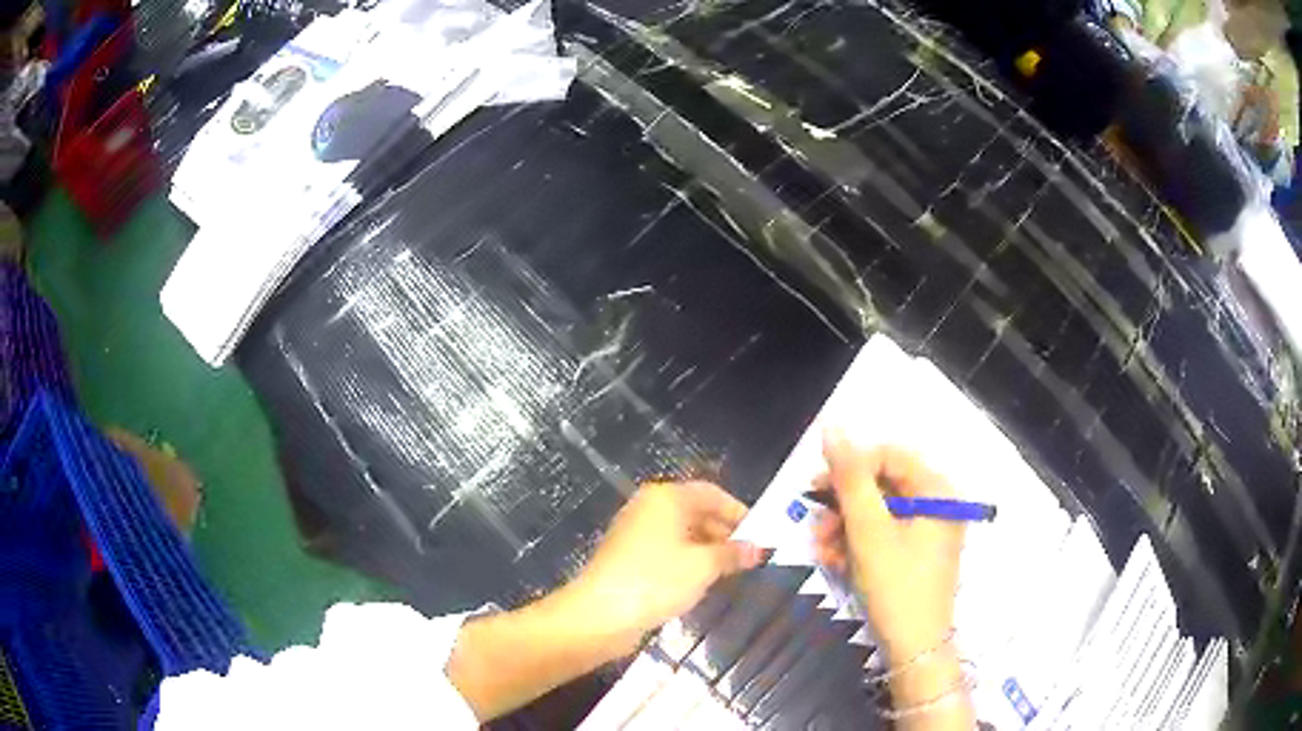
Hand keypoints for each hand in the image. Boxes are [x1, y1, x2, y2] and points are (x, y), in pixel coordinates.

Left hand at [568, 481, 765, 653]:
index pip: (711, 493)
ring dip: (706, 549)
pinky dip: (686, 561)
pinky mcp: (627, 557)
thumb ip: (732, 554)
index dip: (738, 512)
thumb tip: (758, 548)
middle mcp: (648, 507)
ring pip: (680, 533)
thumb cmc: (656, 580)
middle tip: (749, 556)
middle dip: (723, 532)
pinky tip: (700, 582)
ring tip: (730, 572)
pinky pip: (666, 550)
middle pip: (695, 511)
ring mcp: (635, 532)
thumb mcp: (703, 566)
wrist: (600, 614)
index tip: (760, 534)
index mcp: (665, 498)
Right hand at [812, 433, 964, 660]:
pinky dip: (857, 544)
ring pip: (878, 512)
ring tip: (820, 549)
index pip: (889, 456)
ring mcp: (929, 531)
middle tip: (813, 522)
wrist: (913, 648)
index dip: (850, 466)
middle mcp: (938, 504)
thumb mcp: (868, 530)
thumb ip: (850, 477)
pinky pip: (883, 535)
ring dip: (844, 527)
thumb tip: (832, 426)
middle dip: (843, 504)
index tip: (814, 487)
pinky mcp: (917, 554)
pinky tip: (834, 560)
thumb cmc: (895, 585)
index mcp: (937, 490)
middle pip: (883, 485)